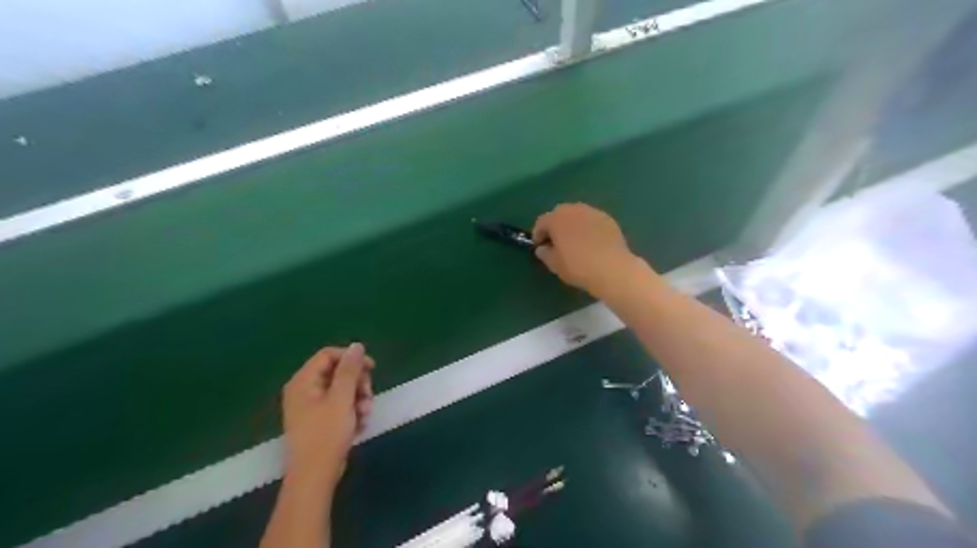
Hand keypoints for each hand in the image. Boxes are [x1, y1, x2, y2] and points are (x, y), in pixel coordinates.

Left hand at [284, 344, 374, 485]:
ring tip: (365, 414)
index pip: (329, 355)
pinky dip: (352, 411)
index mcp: (303, 381)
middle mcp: (304, 390)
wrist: (315, 476)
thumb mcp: (342, 398)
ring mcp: (311, 406)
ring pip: (342, 390)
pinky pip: (340, 405)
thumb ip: (350, 370)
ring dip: (359, 399)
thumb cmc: (326, 434)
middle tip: (368, 395)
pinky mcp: (320, 420)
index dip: (351, 358)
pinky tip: (360, 424)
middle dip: (357, 382)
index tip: (372, 368)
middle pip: (337, 372)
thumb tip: (357, 346)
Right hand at [530, 204, 646, 297]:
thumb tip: (543, 248)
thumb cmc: (578, 266)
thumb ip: (545, 254)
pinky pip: (592, 221)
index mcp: (556, 218)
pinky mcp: (608, 219)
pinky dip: (588, 229)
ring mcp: (593, 212)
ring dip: (573, 226)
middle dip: (556, 226)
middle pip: (559, 215)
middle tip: (556, 243)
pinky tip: (591, 243)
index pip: (541, 222)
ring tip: (574, 242)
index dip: (538, 235)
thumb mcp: (554, 264)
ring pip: (577, 216)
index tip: (540, 247)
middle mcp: (574, 209)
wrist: (612, 268)